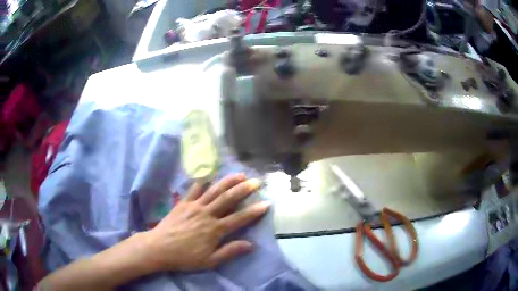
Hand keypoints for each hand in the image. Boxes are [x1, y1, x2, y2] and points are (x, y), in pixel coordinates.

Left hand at [143, 173, 269, 271]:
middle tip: (256, 181)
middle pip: (228, 198)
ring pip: (214, 190)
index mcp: (215, 229)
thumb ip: (230, 251)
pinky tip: (209, 176)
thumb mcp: (210, 261)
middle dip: (244, 189)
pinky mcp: (183, 202)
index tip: (267, 203)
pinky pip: (194, 189)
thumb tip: (251, 244)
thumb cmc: (185, 257)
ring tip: (240, 174)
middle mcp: (207, 214)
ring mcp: (194, 206)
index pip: (239, 218)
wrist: (159, 248)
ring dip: (228, 181)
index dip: (254, 211)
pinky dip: (202, 181)